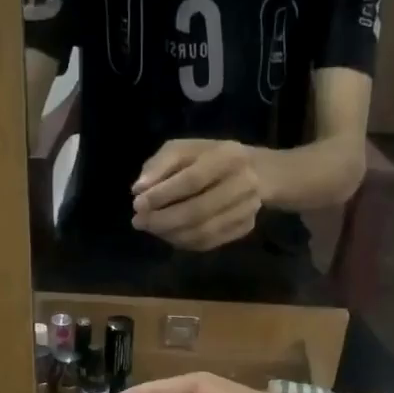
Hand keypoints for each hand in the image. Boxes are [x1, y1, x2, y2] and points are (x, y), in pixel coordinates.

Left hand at [131, 139, 263, 250]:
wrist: (256, 171)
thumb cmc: (209, 157)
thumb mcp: (183, 149)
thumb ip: (159, 166)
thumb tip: (139, 190)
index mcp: (229, 156)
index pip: (192, 180)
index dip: (162, 195)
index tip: (137, 204)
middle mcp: (245, 184)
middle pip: (198, 211)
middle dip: (162, 220)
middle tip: (139, 222)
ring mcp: (247, 209)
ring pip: (202, 232)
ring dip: (170, 234)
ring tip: (150, 228)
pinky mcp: (245, 228)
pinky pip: (208, 242)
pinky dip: (183, 242)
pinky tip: (169, 234)